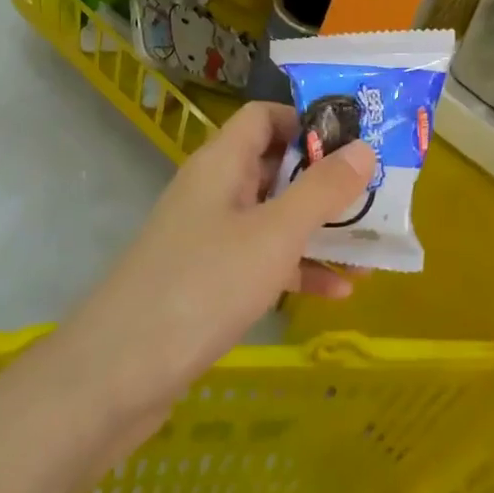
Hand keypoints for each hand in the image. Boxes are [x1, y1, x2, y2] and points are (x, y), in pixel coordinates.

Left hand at [59, 102, 373, 409]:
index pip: (264, 116)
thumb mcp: (274, 235)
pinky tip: (340, 292)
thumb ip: (322, 190)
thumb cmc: (203, 286)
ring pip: (273, 217)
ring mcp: (209, 238)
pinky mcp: (208, 281)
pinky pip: (262, 261)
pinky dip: (297, 269)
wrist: (117, 375)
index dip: (308, 121)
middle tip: (376, 193)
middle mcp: (214, 191)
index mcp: (222, 163)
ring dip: (319, 229)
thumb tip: (364, 148)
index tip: (355, 141)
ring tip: (370, 244)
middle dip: (325, 179)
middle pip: (275, 166)